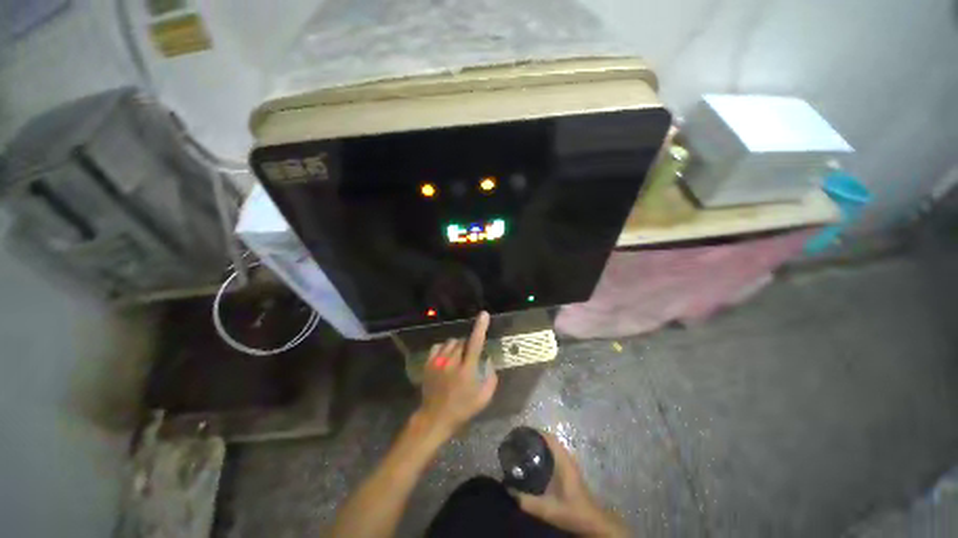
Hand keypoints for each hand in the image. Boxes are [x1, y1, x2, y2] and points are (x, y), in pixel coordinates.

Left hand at [416, 312, 497, 438]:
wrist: (435, 417)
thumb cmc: (462, 409)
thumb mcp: (483, 398)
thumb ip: (491, 378)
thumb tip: (489, 360)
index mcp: (467, 370)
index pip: (475, 343)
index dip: (480, 328)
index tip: (483, 314)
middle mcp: (452, 362)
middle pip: (462, 342)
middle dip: (468, 346)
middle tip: (468, 358)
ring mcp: (438, 362)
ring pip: (451, 343)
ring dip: (456, 347)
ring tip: (457, 359)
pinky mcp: (428, 364)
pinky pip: (438, 346)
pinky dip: (444, 349)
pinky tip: (446, 358)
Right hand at [512, 432, 628, 537]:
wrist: (592, 522)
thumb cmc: (571, 511)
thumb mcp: (547, 509)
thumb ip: (527, 501)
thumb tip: (508, 490)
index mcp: (563, 461)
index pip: (549, 438)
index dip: (536, 431)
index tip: (521, 431)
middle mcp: (566, 458)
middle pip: (550, 439)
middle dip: (535, 437)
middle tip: (519, 439)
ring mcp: (569, 463)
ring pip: (553, 446)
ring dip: (540, 443)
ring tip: (524, 446)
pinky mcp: (569, 470)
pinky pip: (555, 453)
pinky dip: (544, 451)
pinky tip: (535, 460)